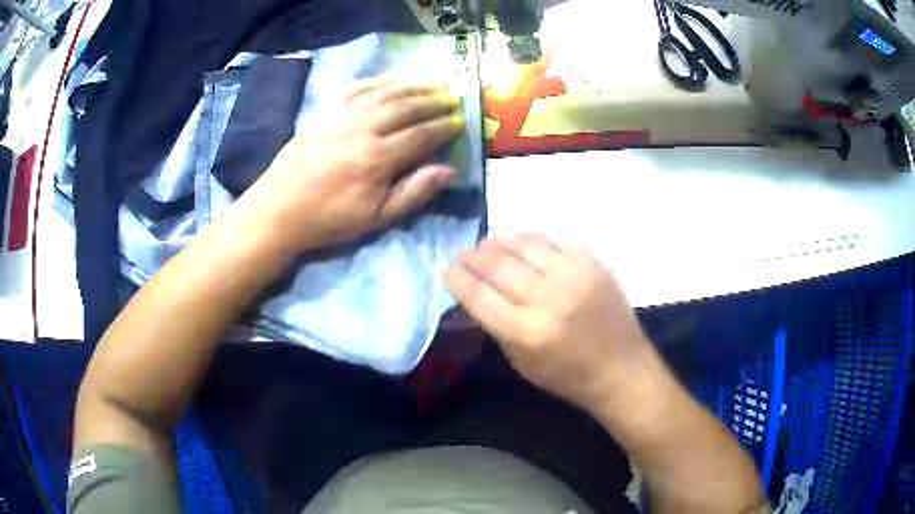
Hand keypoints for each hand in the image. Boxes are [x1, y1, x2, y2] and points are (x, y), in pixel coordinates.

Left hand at [237, 78, 463, 251]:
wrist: (280, 208)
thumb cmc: (330, 218)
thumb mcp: (376, 217)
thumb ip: (414, 191)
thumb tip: (449, 171)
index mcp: (378, 157)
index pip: (421, 134)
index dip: (443, 127)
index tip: (460, 121)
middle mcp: (363, 128)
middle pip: (406, 107)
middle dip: (433, 101)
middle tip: (452, 99)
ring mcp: (342, 116)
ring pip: (384, 93)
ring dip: (412, 86)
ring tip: (432, 84)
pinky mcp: (326, 112)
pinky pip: (357, 89)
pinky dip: (379, 81)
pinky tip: (392, 81)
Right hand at [444, 234, 660, 413]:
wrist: (620, 369)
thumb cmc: (568, 376)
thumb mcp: (521, 363)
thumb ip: (497, 327)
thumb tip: (477, 293)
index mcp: (525, 332)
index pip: (478, 295)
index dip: (457, 278)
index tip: (447, 270)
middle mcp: (547, 298)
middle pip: (497, 265)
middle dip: (473, 256)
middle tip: (464, 254)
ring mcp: (573, 276)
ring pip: (525, 243)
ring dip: (500, 241)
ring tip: (489, 244)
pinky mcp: (593, 264)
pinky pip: (557, 236)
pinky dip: (535, 236)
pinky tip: (526, 241)